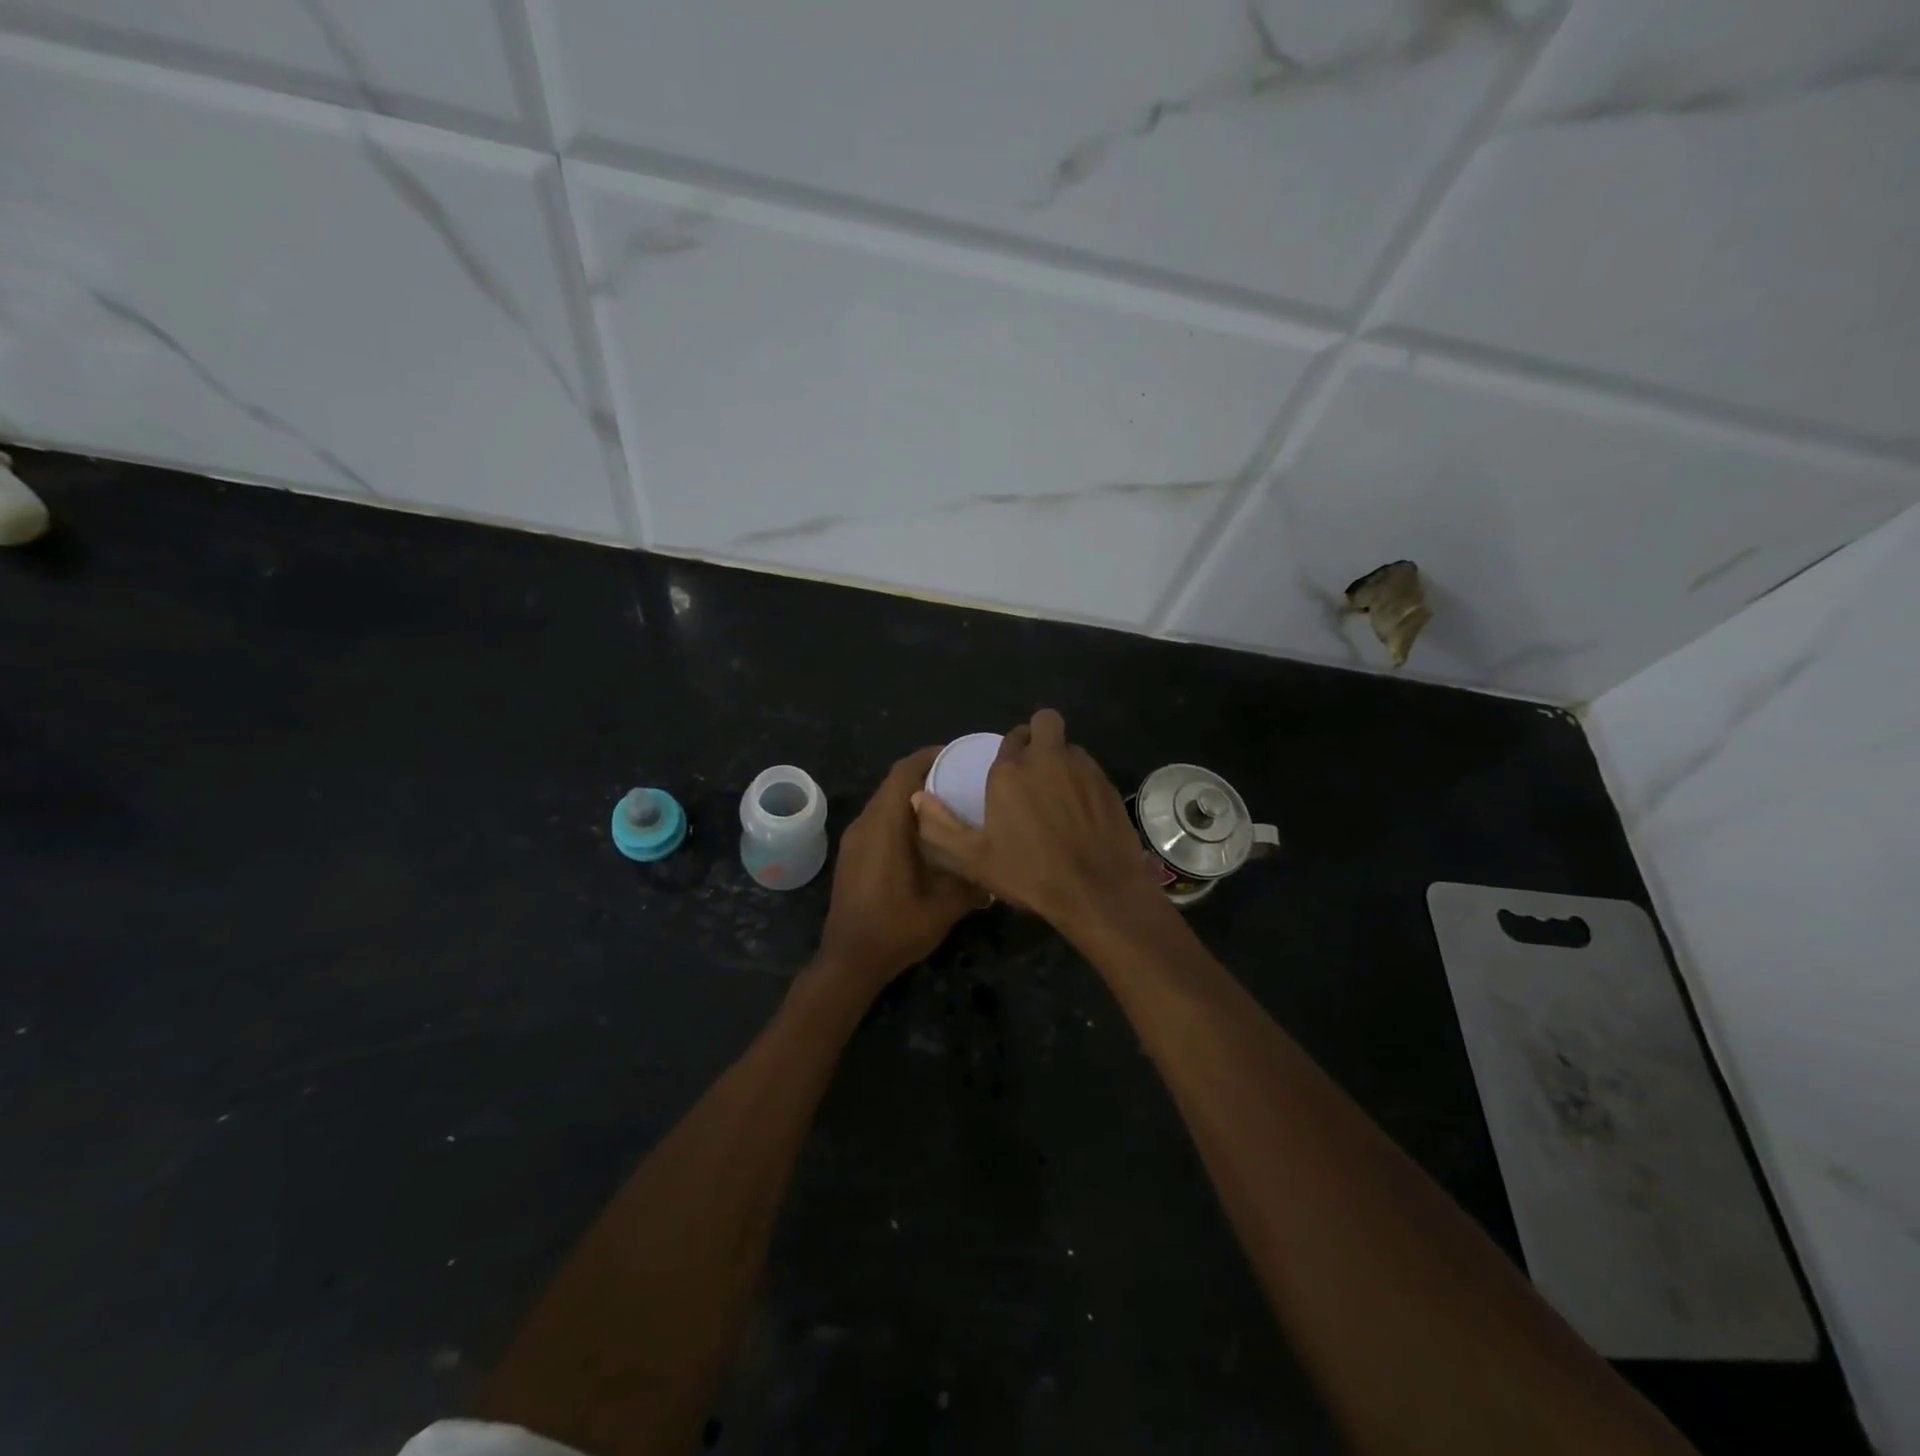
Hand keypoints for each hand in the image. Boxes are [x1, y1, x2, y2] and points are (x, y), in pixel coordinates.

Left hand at [817, 747, 986, 992]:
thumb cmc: (896, 927)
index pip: (903, 772)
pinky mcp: (854, 855)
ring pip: (885, 803)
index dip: (930, 756)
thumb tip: (995, 861)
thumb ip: (972, 877)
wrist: (850, 961)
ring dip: (913, 797)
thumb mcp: (945, 904)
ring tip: (949, 803)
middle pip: (894, 784)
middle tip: (962, 778)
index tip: (959, 754)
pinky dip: (902, 816)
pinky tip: (926, 835)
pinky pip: (879, 821)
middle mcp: (865, 824)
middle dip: (926, 775)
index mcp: (884, 825)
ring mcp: (855, 840)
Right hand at [912, 708, 1158, 928]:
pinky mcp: (1108, 784)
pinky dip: (1082, 781)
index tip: (1008, 775)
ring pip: (1070, 746)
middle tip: (1034, 768)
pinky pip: (1090, 769)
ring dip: (1061, 759)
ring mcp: (1083, 768)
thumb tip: (918, 798)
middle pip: (1045, 721)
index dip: (1010, 752)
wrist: (1097, 891)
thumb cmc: (1030, 874)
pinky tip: (1081, 812)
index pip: (1010, 738)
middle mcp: (1047, 758)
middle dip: (1039, 735)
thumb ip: (940, 826)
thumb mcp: (974, 859)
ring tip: (1057, 793)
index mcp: (1010, 770)